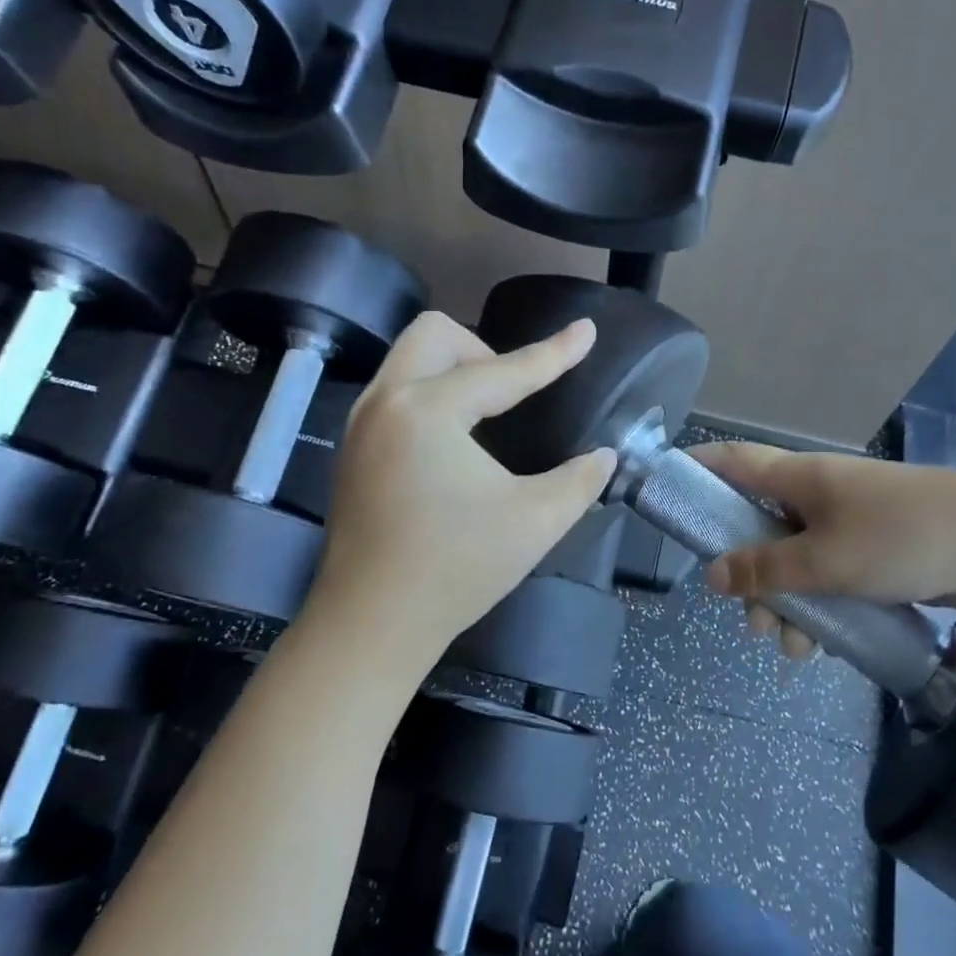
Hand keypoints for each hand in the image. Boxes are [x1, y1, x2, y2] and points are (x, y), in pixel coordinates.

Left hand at [308, 312, 617, 655]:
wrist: (372, 624)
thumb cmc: (457, 570)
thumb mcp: (536, 522)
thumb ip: (580, 480)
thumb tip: (604, 456)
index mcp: (429, 411)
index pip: (505, 370)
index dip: (554, 352)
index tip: (586, 330)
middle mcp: (386, 402)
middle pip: (436, 334)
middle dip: (483, 350)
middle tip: (512, 396)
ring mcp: (361, 424)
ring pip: (408, 359)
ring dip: (453, 369)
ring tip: (487, 415)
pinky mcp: (352, 449)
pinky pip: (395, 390)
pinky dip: (429, 393)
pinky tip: (452, 441)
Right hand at [692, 444, 955, 657]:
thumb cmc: (902, 536)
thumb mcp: (824, 559)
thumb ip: (765, 569)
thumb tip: (713, 576)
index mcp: (796, 479)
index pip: (729, 461)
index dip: (693, 471)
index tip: (665, 497)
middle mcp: (815, 497)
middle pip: (757, 528)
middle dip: (746, 576)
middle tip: (749, 617)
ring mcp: (846, 525)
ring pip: (794, 563)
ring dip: (786, 605)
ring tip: (793, 648)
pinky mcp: (874, 554)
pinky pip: (829, 580)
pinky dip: (821, 609)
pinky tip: (827, 647)